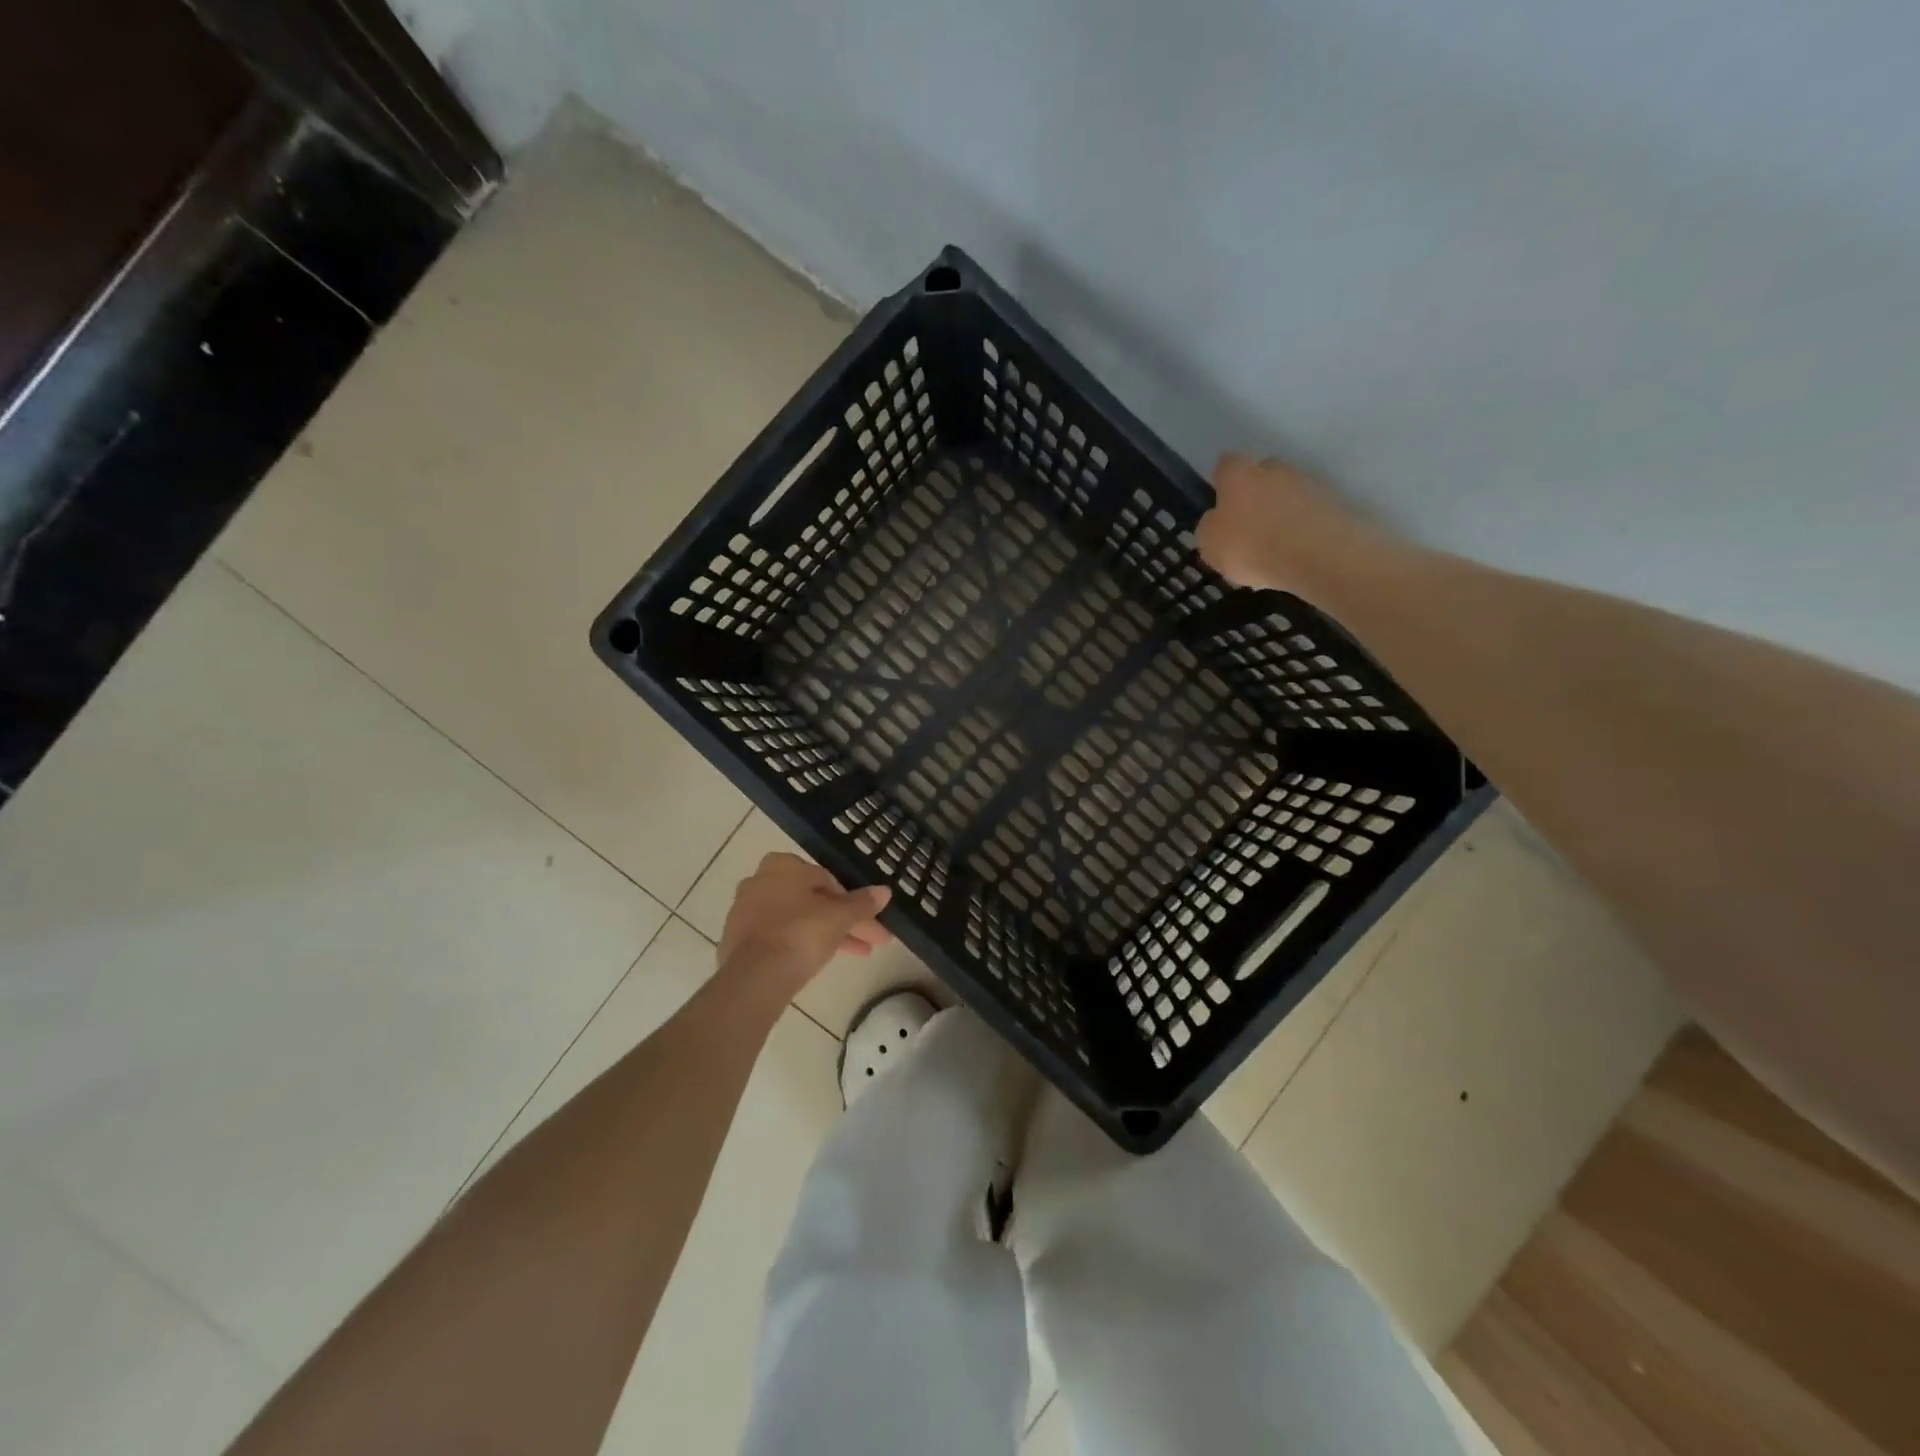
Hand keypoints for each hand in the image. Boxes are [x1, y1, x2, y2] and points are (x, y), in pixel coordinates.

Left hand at [717, 852, 892, 997]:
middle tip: (871, 942)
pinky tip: (819, 962)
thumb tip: (885, 891)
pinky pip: (778, 938)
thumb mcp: (840, 917)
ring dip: (827, 935)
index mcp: (782, 865)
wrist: (755, 977)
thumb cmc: (801, 933)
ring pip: (797, 920)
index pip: (827, 880)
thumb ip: (862, 903)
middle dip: (844, 922)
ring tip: (858, 955)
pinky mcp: (737, 941)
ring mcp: (745, 912)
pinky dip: (800, 946)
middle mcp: (760, 881)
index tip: (871, 922)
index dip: (853, 902)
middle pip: (812, 901)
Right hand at [1196, 453, 1395, 598]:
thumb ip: (1209, 528)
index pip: (1227, 463)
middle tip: (1249, 523)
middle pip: (1262, 473)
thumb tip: (1216, 520)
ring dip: (1282, 510)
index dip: (1222, 480)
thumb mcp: (1211, 546)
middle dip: (1256, 492)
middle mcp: (1275, 470)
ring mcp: (1309, 483)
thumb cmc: (1253, 547)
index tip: (1221, 501)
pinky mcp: (1335, 502)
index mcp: (1240, 476)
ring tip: (1276, 543)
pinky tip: (1297, 551)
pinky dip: (1303, 525)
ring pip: (1288, 492)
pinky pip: (1310, 511)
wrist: (1319, 556)